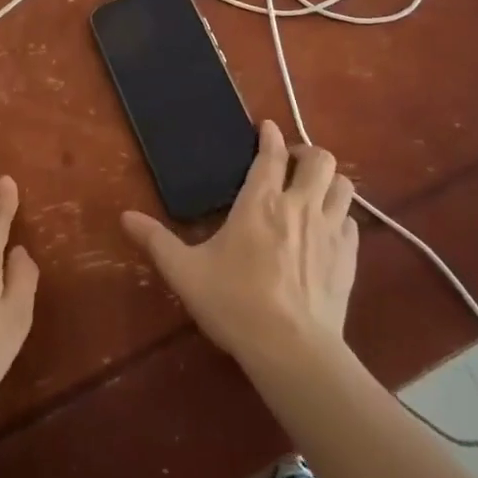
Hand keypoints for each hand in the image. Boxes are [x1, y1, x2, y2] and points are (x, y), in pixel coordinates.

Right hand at [121, 121, 357, 367]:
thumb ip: (156, 241)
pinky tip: (328, 232)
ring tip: (314, 191)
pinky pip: (352, 223)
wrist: (291, 349)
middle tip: (291, 165)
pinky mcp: (349, 258)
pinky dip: (341, 218)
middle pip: (320, 160)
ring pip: (344, 186)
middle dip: (307, 154)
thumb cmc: (235, 303)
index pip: (271, 154)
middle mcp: (300, 206)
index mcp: (261, 202)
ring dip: (330, 182)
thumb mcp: (185, 272)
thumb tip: (125, 217)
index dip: (269, 135)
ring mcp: (331, 231)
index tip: (265, 128)